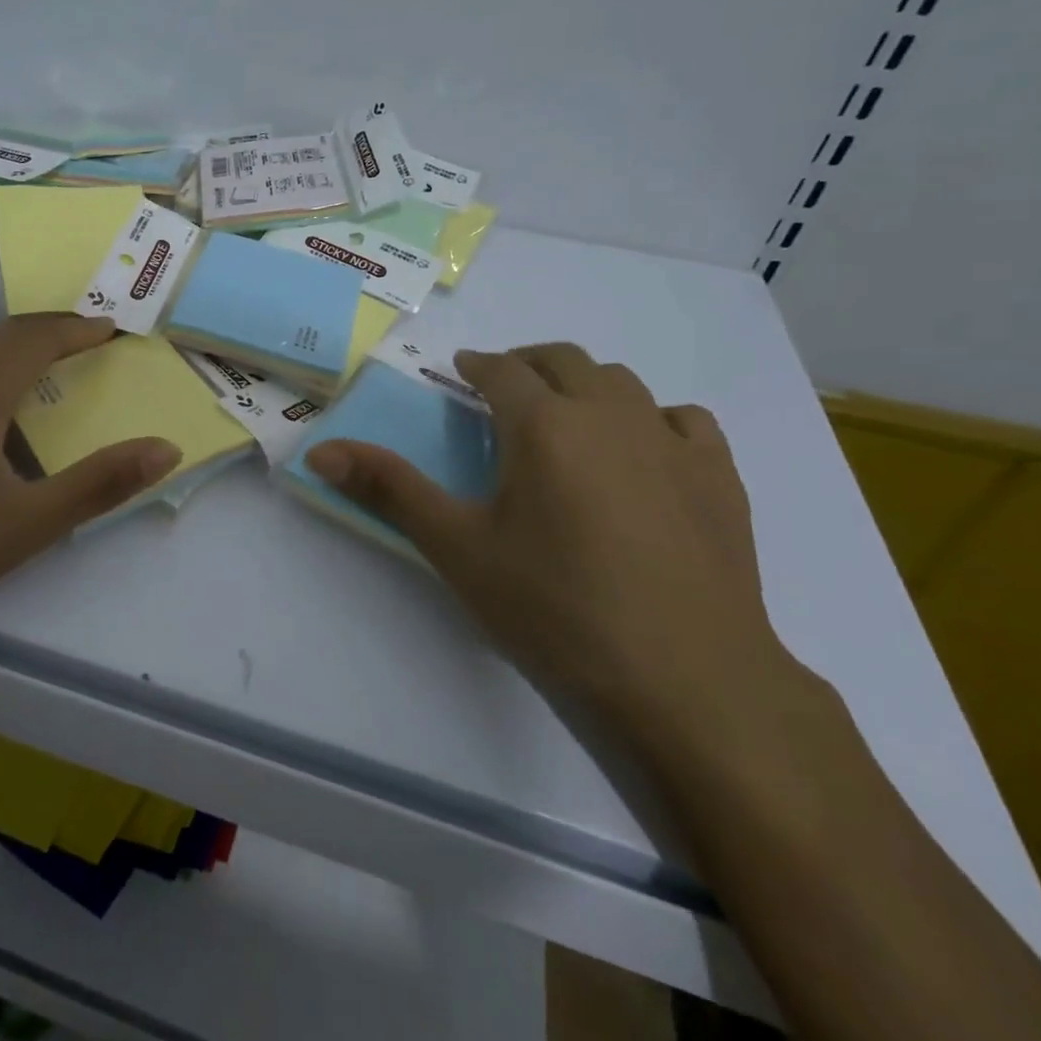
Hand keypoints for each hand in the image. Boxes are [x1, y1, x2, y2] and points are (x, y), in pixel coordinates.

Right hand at [304, 342, 800, 741]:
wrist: (686, 680)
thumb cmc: (555, 608)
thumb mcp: (457, 548)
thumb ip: (389, 490)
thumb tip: (320, 450)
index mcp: (544, 424)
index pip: (502, 370)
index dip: (476, 365)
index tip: (460, 372)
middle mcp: (610, 415)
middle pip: (564, 361)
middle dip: (527, 364)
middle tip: (503, 390)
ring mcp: (672, 442)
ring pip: (623, 383)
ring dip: (585, 386)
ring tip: (566, 419)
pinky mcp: (720, 478)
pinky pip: (683, 420)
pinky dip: (652, 418)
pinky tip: (642, 453)